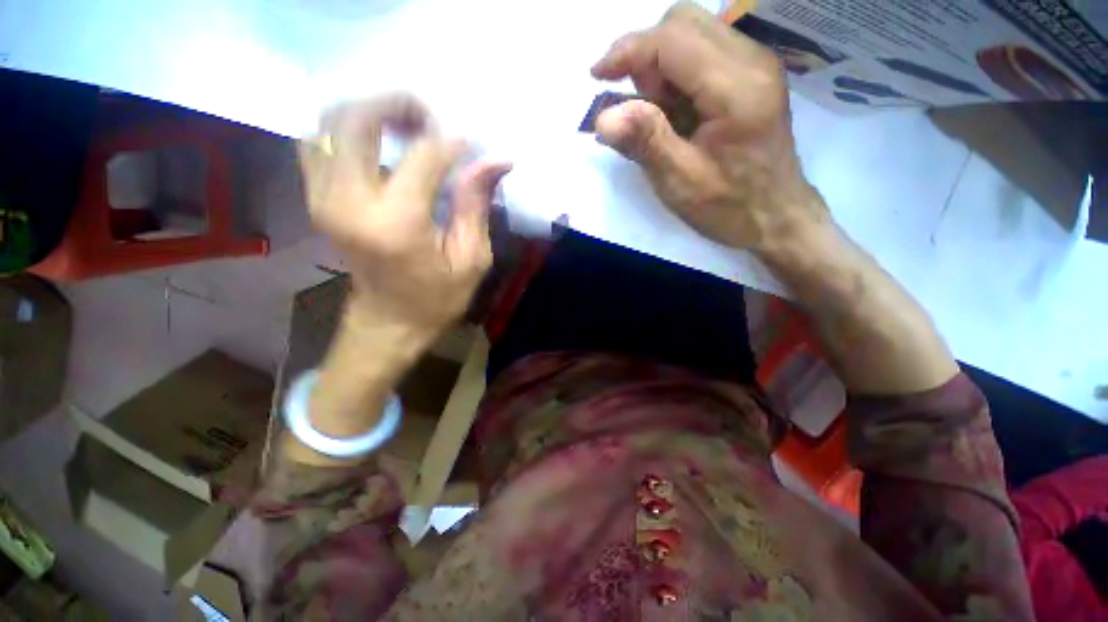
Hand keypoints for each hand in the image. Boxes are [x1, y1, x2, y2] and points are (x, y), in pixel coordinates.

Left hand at [299, 95, 510, 340]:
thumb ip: (476, 204)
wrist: (388, 322)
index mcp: (395, 223)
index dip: (451, 143)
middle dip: (397, 105)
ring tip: (405, 128)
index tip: (471, 146)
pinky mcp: (316, 199)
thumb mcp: (471, 259)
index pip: (423, 156)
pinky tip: (376, 143)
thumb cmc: (436, 298)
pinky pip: (318, 142)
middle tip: (431, 121)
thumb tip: (496, 160)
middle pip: (356, 119)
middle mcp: (348, 202)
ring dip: (369, 113)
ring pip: (330, 123)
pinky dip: (346, 130)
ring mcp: (322, 198)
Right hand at [591, 2, 827, 252]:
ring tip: (660, 116)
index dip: (628, 51)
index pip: (673, 39)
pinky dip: (677, 74)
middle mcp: (752, 60)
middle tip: (638, 108)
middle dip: (646, 57)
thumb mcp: (681, 182)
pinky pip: (704, 51)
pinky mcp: (752, 74)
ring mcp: (756, 63)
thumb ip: (645, 143)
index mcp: (736, 88)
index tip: (597, 77)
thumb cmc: (728, 206)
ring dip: (661, 67)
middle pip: (684, 22)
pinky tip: (677, 112)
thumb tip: (603, 117)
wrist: (776, 215)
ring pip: (693, 32)